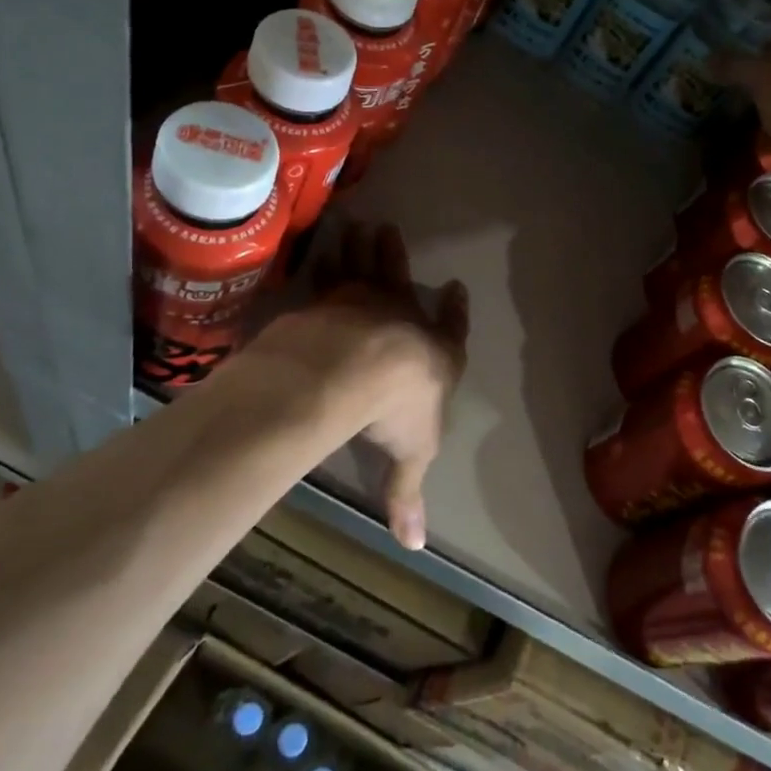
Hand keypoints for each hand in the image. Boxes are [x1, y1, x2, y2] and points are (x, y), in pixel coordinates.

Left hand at [306, 223, 468, 549]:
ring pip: (367, 266)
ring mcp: (366, 301)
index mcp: (435, 352)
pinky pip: (328, 274)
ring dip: (363, 247)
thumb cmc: (397, 409)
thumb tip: (415, 546)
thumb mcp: (410, 456)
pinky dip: (324, 262)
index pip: (452, 329)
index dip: (456, 312)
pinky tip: (314, 250)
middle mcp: (404, 318)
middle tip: (388, 231)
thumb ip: (407, 495)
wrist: (358, 367)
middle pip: (403, 282)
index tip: (456, 289)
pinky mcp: (331, 297)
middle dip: (396, 258)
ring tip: (357, 224)